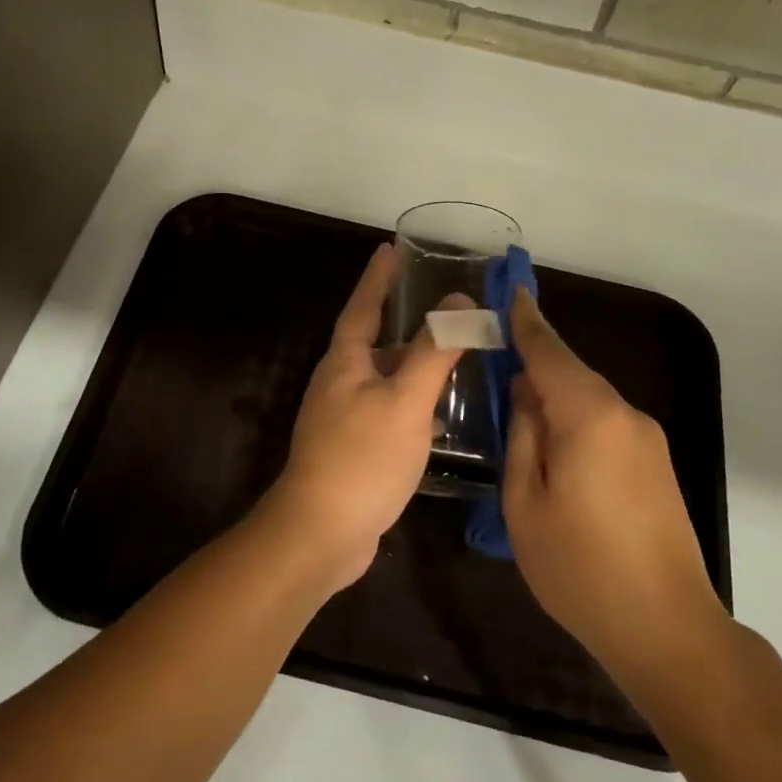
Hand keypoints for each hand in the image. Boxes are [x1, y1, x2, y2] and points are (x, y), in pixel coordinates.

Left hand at [257, 242, 463, 592]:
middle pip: (377, 343)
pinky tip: (441, 420)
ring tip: (455, 361)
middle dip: (408, 327)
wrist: (321, 533)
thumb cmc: (363, 457)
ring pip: (386, 381)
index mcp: (345, 362)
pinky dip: (414, 407)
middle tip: (447, 314)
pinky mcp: (354, 449)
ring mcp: (344, 419)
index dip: (378, 278)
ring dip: (416, 370)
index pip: (363, 306)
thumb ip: (434, 351)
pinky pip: (389, 413)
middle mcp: (340, 384)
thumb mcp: (406, 400)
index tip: (390, 249)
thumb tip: (459, 301)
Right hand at [502, 289, 726, 681]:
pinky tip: (554, 447)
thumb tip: (525, 394)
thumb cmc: (579, 567)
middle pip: (571, 373)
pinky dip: (575, 421)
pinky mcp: (656, 464)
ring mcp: (647, 440)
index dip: (525, 320)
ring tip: (516, 411)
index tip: (510, 287)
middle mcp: (625, 415)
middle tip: (495, 357)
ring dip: (554, 396)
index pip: (549, 352)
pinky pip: (605, 424)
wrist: (666, 628)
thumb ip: (522, 436)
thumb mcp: (524, 502)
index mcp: (589, 416)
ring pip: (588, 400)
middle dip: (534, 361)